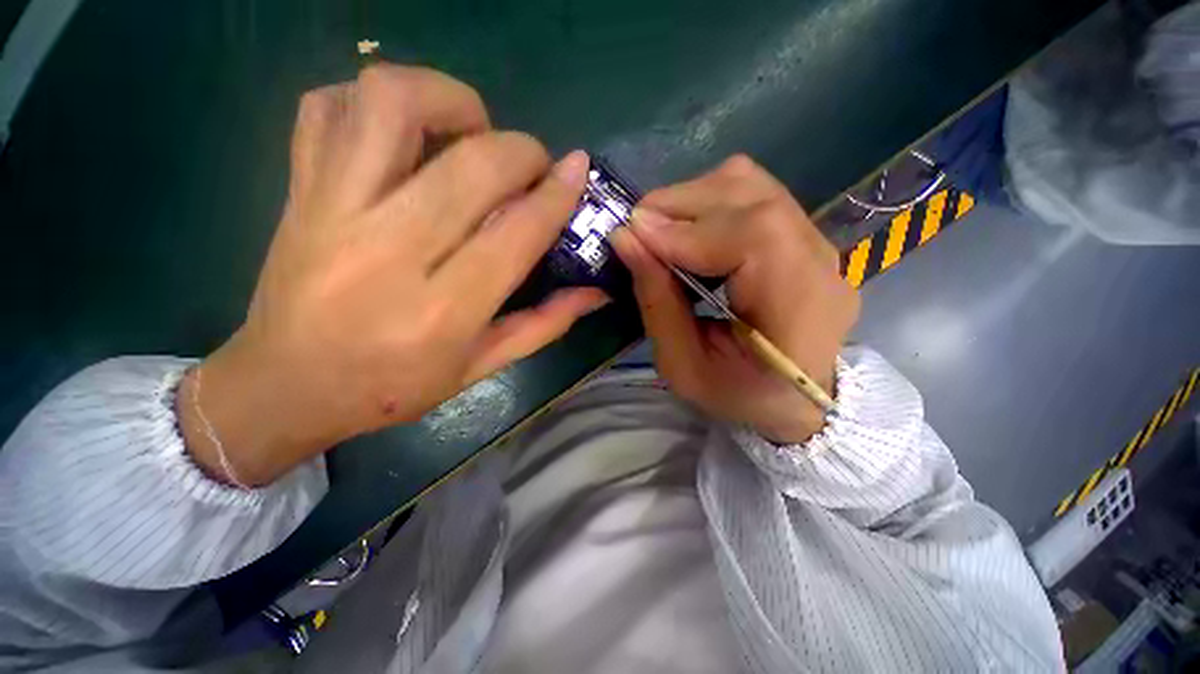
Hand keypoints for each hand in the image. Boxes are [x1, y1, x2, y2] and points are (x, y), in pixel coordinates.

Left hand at [179, 65, 605, 485]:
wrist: (286, 387)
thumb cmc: (393, 387)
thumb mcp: (481, 368)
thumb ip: (545, 325)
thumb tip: (595, 292)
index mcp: (444, 310)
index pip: (516, 232)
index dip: (556, 194)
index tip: (579, 169)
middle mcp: (389, 252)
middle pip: (472, 164)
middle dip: (521, 149)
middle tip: (532, 165)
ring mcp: (333, 210)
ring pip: (391, 105)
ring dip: (449, 99)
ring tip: (470, 130)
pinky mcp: (299, 190)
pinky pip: (328, 107)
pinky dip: (373, 100)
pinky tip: (404, 133)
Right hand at [610, 155, 858, 443]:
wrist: (792, 400)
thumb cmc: (737, 395)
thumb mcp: (683, 367)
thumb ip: (657, 302)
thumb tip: (625, 238)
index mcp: (799, 313)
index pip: (753, 237)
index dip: (686, 230)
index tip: (632, 235)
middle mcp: (819, 264)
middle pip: (751, 198)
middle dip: (679, 206)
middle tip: (636, 231)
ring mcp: (817, 243)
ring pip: (751, 185)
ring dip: (693, 199)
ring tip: (660, 231)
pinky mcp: (803, 235)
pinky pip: (753, 194)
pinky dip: (709, 203)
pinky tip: (689, 232)